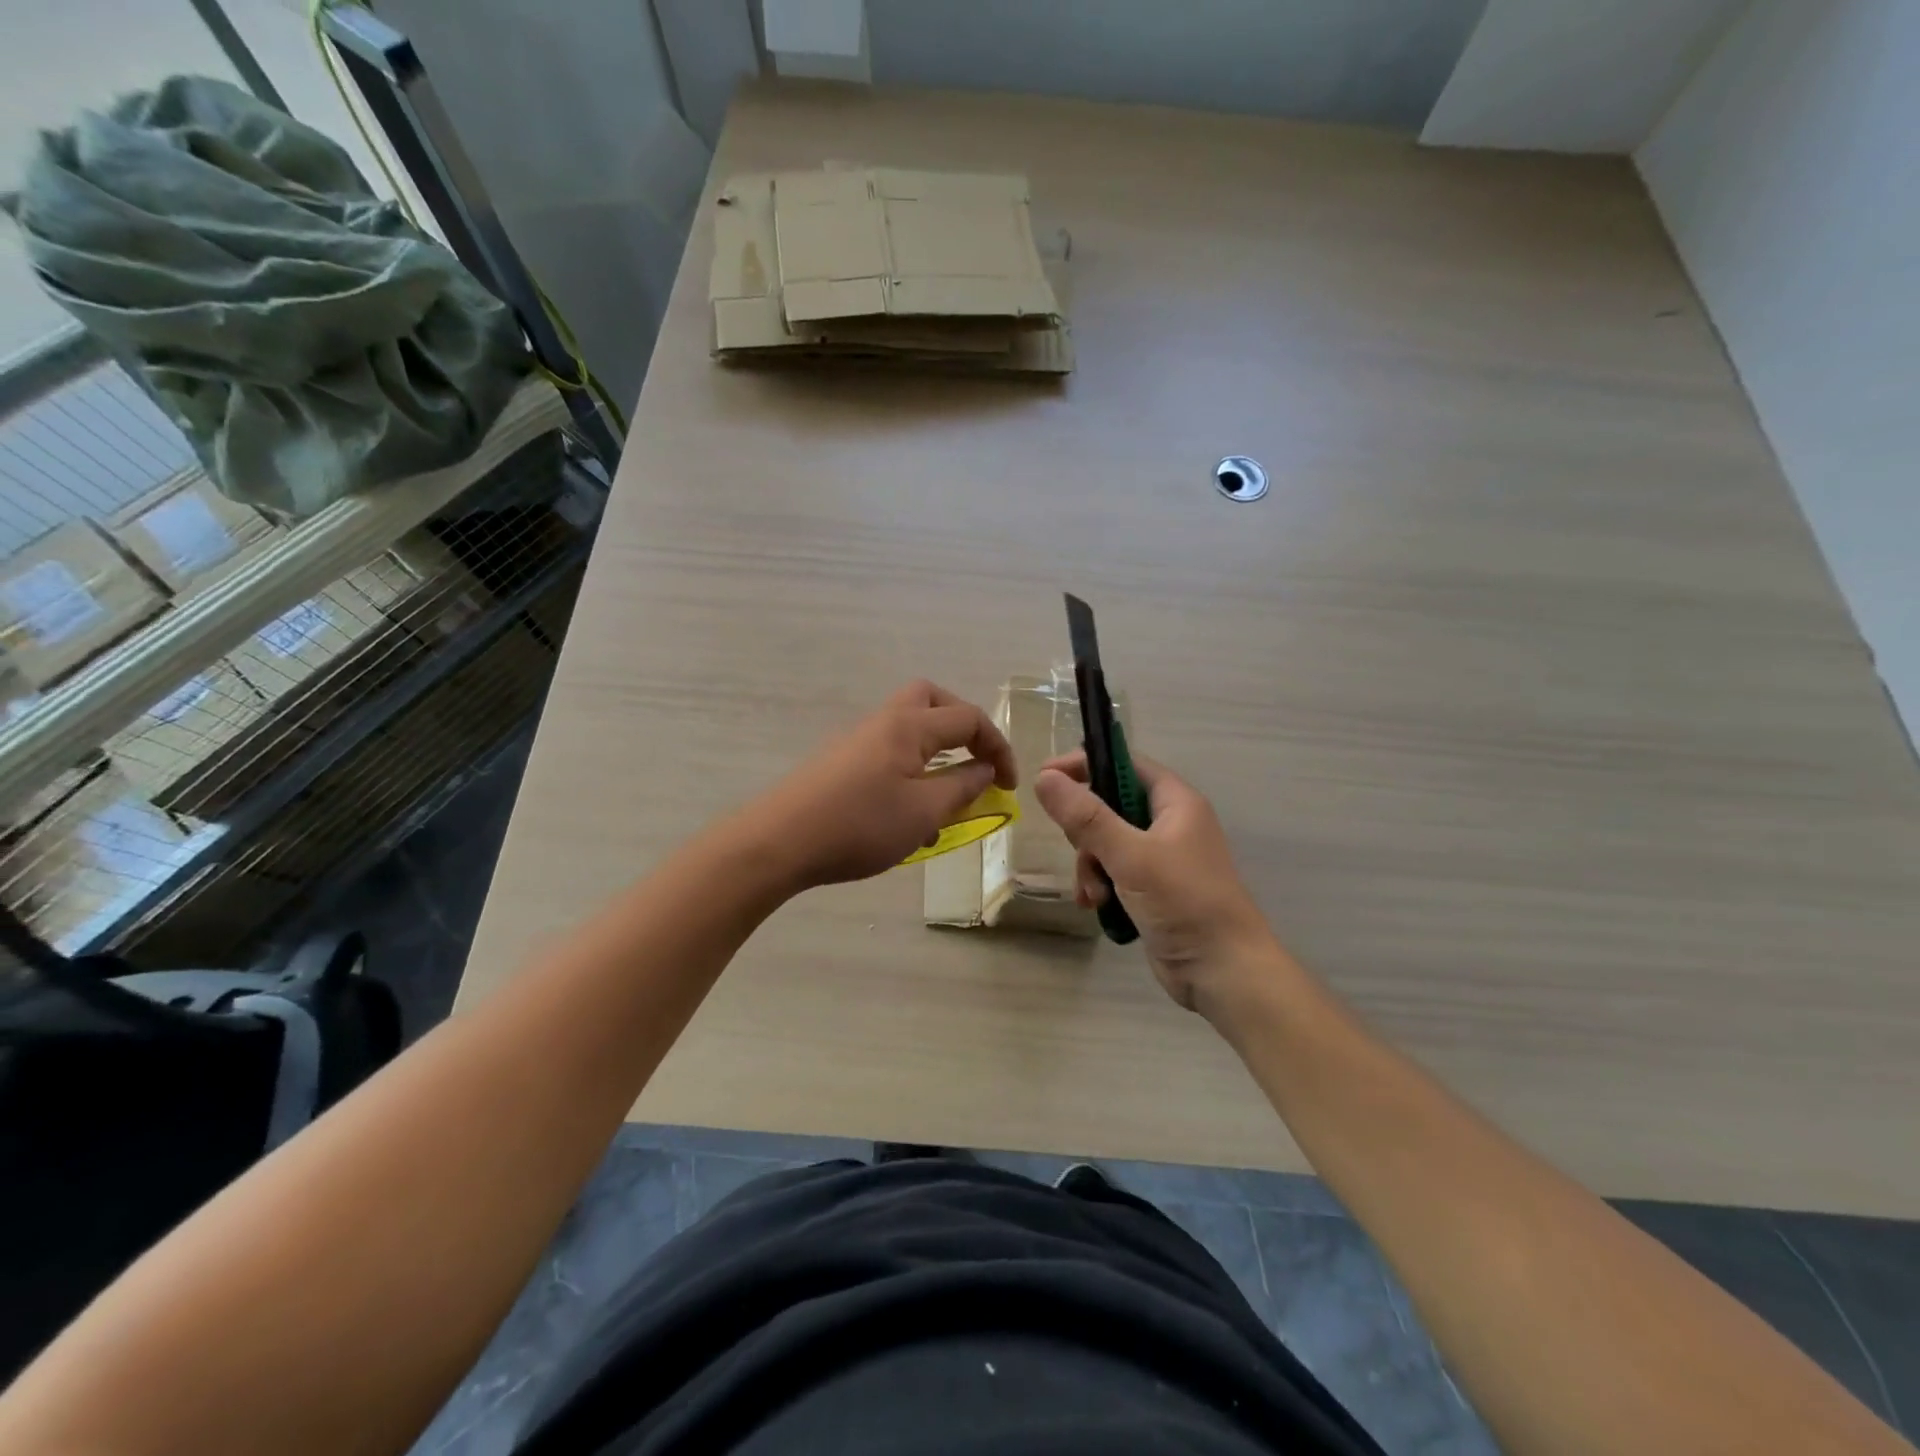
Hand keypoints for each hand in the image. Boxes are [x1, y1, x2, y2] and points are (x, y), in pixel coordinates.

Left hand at [751, 680, 1016, 890]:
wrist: (778, 842)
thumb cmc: (859, 826)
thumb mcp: (923, 812)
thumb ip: (961, 788)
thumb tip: (985, 770)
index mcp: (909, 726)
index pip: (968, 719)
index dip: (997, 747)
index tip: (1009, 785)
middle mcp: (883, 722)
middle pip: (931, 700)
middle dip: (962, 726)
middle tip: (975, 760)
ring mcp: (857, 740)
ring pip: (908, 729)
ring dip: (935, 754)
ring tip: (944, 800)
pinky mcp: (839, 762)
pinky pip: (887, 753)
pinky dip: (909, 771)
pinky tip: (907, 817)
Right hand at [1034, 752, 1282, 1016]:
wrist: (1224, 971)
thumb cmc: (1184, 902)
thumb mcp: (1130, 855)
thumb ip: (1086, 816)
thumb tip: (1045, 776)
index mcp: (1175, 802)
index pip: (1124, 763)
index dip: (1085, 765)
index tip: (1046, 778)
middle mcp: (1169, 823)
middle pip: (1109, 805)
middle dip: (1086, 832)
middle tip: (1080, 852)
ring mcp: (1162, 857)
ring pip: (1106, 843)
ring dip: (1091, 866)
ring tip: (1094, 894)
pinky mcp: (1154, 888)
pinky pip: (1114, 872)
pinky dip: (1101, 885)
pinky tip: (1096, 906)